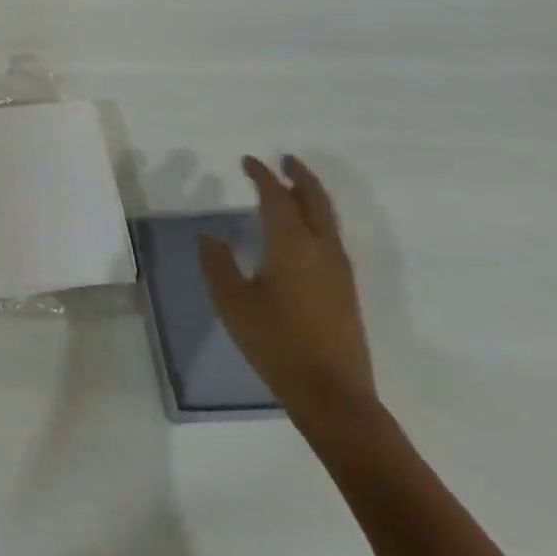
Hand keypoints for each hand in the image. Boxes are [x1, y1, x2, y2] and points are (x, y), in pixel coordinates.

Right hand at [199, 155, 375, 422]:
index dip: (262, 175)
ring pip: (328, 218)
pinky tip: (304, 231)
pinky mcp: (346, 289)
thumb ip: (218, 264)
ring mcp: (339, 270)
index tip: (247, 162)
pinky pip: (331, 237)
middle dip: (300, 176)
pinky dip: (317, 219)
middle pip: (315, 200)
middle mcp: (320, 249)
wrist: (333, 395)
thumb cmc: (276, 343)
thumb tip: (210, 238)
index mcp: (291, 244)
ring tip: (294, 188)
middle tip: (285, 160)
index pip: (276, 197)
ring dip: (311, 196)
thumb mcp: (232, 303)